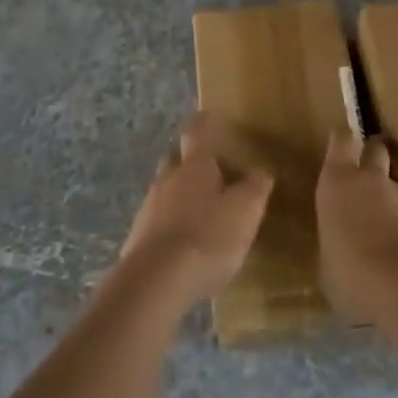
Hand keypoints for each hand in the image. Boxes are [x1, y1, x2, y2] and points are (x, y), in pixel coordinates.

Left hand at [118, 116, 273, 310]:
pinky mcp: (138, 240)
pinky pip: (157, 222)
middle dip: (188, 160)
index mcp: (194, 166)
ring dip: (178, 195)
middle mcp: (167, 180)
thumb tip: (260, 171)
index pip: (197, 133)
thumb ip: (255, 189)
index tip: (206, 115)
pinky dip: (170, 225)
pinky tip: (183, 244)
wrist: (155, 283)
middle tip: (205, 167)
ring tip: (198, 211)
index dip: (203, 123)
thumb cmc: (206, 237)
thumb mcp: (244, 212)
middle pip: (175, 160)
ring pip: (164, 191)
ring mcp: (148, 209)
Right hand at [316, 132, 397, 325]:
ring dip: (389, 198)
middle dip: (372, 154)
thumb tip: (338, 245)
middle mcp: (369, 180)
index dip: (342, 139)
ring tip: (380, 224)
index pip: (341, 140)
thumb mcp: (327, 259)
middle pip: (375, 149)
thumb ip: (333, 239)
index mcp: (337, 181)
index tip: (340, 138)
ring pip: (394, 185)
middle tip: (365, 169)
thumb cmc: (348, 269)